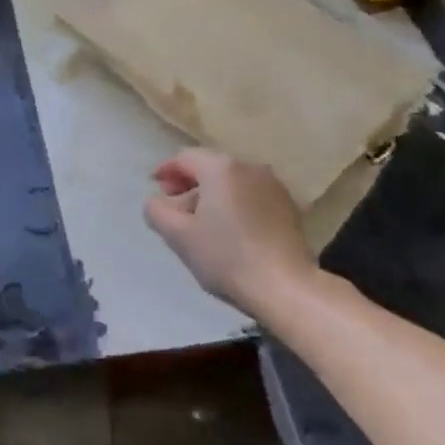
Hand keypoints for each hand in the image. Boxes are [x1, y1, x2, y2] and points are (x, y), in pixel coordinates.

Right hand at [144, 148, 314, 316]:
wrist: (286, 287)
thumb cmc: (227, 257)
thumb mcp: (179, 236)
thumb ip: (157, 211)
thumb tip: (156, 201)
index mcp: (220, 168)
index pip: (184, 157)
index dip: (166, 170)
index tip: (156, 188)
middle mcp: (249, 167)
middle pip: (209, 167)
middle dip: (189, 184)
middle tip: (176, 209)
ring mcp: (273, 185)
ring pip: (232, 182)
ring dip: (213, 195)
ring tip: (204, 223)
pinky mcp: (289, 206)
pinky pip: (251, 195)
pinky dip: (235, 204)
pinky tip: (232, 230)